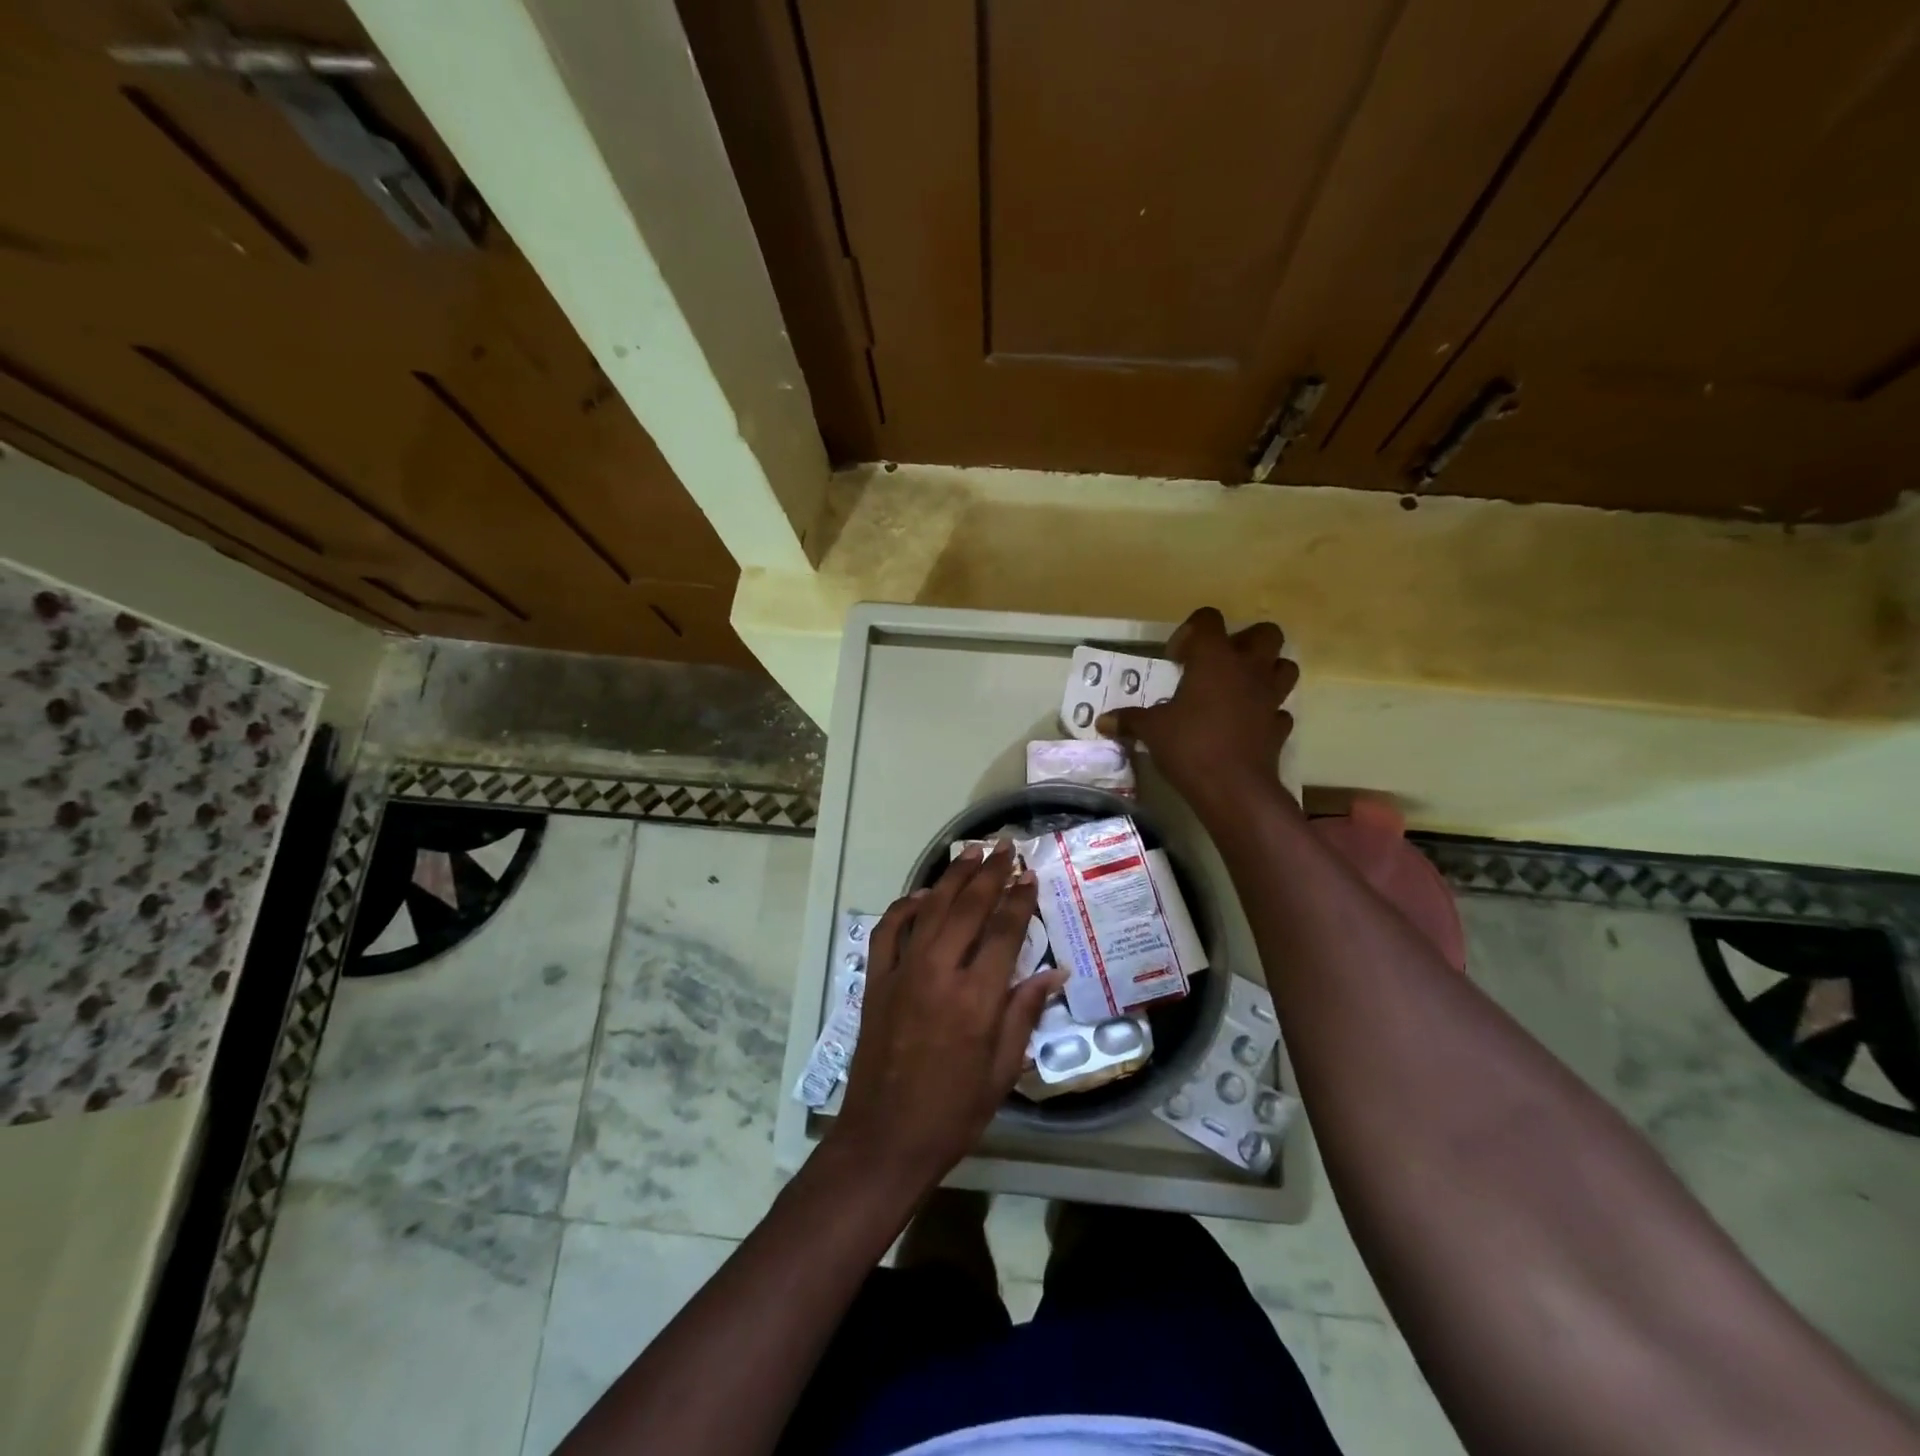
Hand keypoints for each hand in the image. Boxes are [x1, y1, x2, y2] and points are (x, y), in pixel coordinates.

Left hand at [828, 843, 1060, 1192]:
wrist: (885, 1138)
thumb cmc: (954, 1112)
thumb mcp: (1002, 1070)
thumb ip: (1025, 1013)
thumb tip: (1054, 971)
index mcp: (976, 998)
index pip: (1005, 931)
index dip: (1020, 899)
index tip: (1030, 876)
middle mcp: (939, 973)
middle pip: (968, 908)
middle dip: (990, 873)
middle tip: (1005, 847)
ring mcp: (902, 972)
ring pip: (930, 909)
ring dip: (953, 877)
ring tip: (972, 853)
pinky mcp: (876, 981)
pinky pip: (889, 931)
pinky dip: (905, 907)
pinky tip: (923, 895)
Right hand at [1098, 607, 1299, 821]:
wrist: (1233, 789)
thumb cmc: (1189, 746)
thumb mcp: (1151, 731)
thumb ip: (1129, 720)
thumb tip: (1102, 721)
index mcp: (1215, 659)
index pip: (1209, 620)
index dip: (1191, 631)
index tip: (1176, 659)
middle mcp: (1249, 670)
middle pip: (1265, 633)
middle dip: (1244, 641)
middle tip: (1217, 664)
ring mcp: (1270, 698)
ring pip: (1284, 667)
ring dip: (1265, 671)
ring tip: (1238, 689)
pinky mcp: (1279, 727)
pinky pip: (1279, 710)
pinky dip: (1266, 712)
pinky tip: (1246, 724)